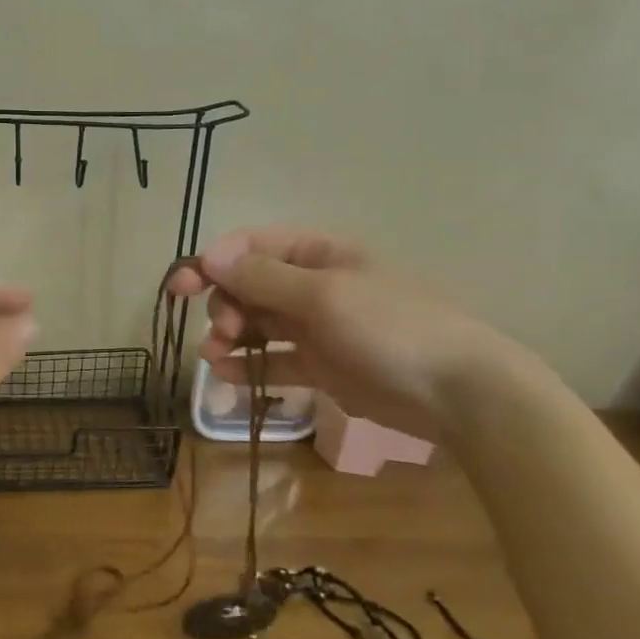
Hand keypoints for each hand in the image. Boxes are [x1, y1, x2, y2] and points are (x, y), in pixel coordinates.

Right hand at [165, 227, 513, 433]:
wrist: (457, 392)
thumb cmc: (391, 327)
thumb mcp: (323, 295)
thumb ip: (263, 278)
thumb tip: (209, 257)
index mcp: (318, 254)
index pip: (252, 246)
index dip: (213, 261)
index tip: (182, 285)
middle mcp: (313, 285)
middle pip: (249, 285)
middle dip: (225, 304)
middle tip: (223, 332)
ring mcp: (317, 327)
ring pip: (257, 324)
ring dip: (229, 337)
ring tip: (213, 358)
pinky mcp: (321, 365)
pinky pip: (274, 359)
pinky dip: (248, 366)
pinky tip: (226, 376)